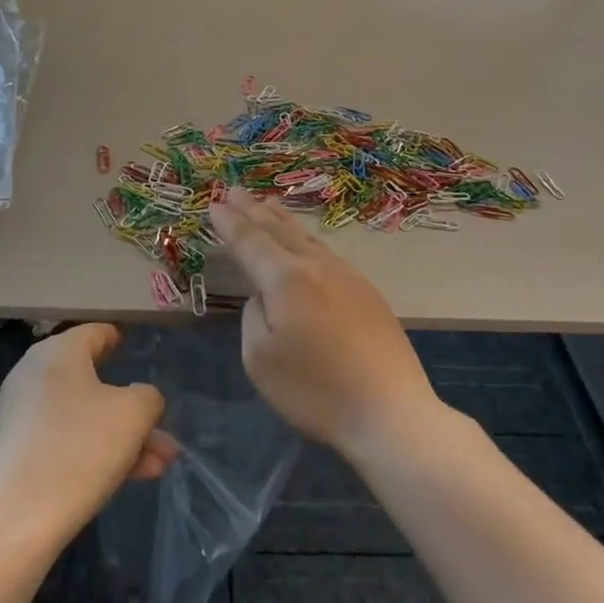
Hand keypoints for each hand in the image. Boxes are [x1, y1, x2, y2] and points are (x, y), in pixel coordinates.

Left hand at [0, 324, 177, 554]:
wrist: (12, 525)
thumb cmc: (78, 451)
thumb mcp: (132, 415)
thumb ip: (148, 397)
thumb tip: (141, 398)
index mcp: (57, 352)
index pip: (95, 332)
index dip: (120, 338)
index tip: (138, 348)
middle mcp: (34, 375)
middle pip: (94, 380)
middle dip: (133, 407)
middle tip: (163, 428)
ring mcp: (22, 416)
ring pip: (85, 416)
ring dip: (123, 436)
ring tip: (161, 463)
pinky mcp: (17, 452)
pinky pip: (66, 440)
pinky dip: (97, 451)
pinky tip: (130, 478)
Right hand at [209, 190, 437, 455]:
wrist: (390, 412)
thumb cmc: (316, 391)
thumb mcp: (260, 359)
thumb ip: (254, 316)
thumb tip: (265, 297)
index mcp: (286, 279)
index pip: (250, 241)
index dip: (229, 223)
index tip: (213, 204)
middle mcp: (317, 266)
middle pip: (279, 230)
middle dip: (253, 210)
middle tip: (234, 190)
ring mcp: (348, 276)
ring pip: (307, 238)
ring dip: (282, 220)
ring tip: (268, 204)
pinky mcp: (368, 293)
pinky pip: (326, 253)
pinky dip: (305, 240)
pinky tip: (306, 245)